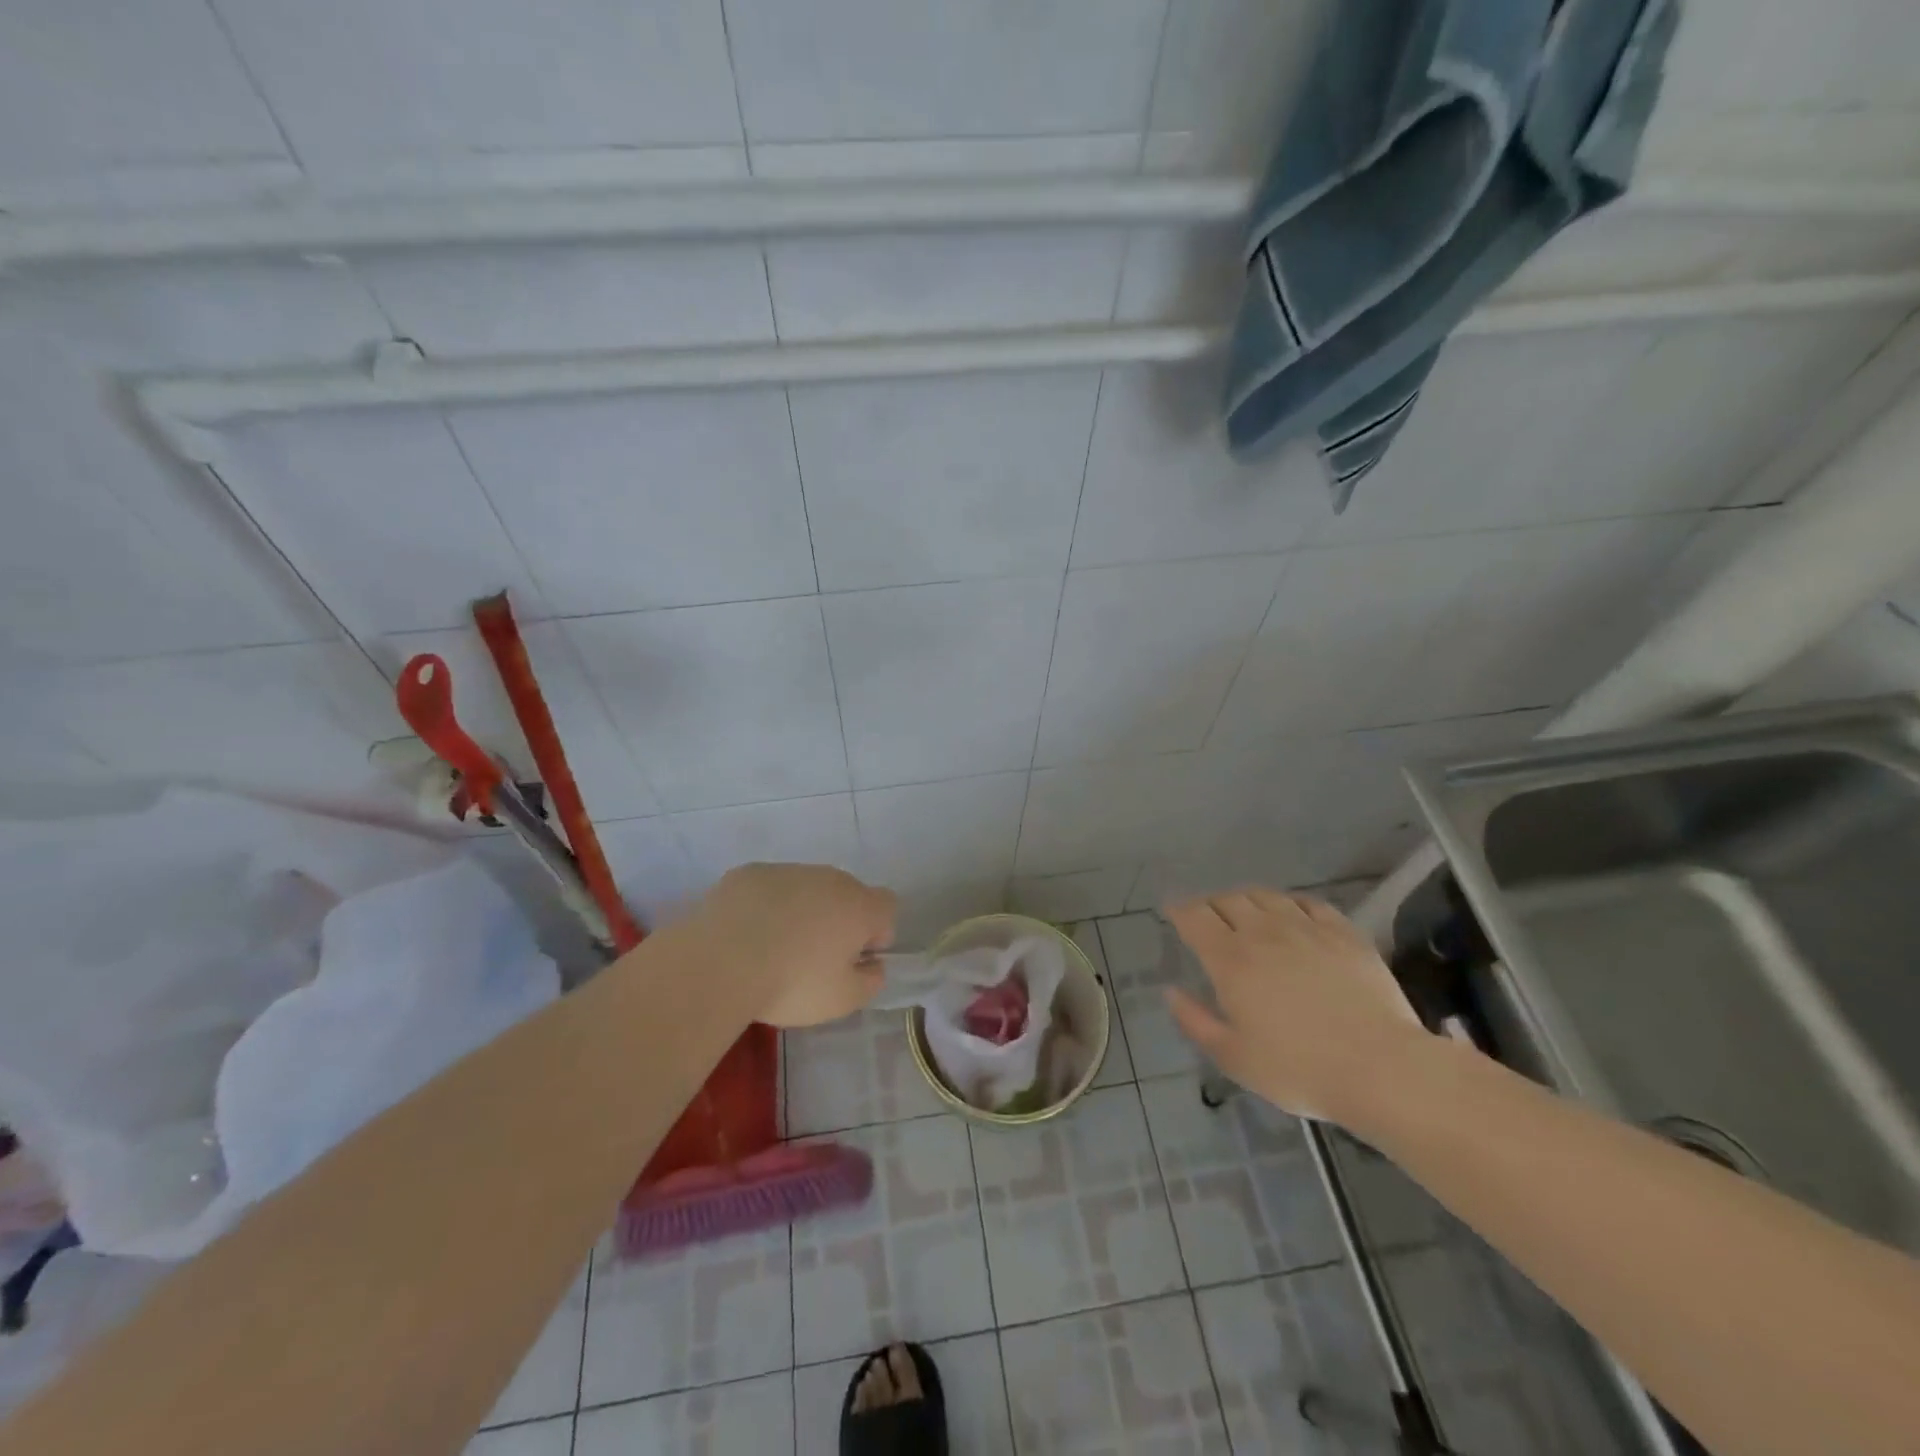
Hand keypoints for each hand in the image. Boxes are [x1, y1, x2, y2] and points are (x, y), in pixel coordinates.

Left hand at [687, 863, 896, 1026]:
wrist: (720, 962)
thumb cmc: (792, 983)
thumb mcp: (843, 1000)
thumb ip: (870, 981)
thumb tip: (873, 965)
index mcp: (859, 906)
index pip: (887, 906)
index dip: (877, 931)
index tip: (856, 958)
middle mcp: (829, 878)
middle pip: (846, 894)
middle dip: (837, 919)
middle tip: (814, 958)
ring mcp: (787, 870)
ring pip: (806, 888)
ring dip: (800, 910)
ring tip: (773, 948)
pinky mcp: (749, 872)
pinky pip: (768, 888)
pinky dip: (764, 906)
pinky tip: (744, 935)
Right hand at [1164, 887, 1425, 1120]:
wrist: (1381, 1068)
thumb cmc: (1298, 1069)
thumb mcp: (1234, 1058)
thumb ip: (1196, 1022)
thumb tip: (1172, 992)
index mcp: (1230, 960)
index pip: (1194, 917)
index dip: (1178, 909)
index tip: (1172, 911)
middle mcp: (1263, 933)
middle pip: (1228, 899)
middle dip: (1210, 904)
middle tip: (1207, 918)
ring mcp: (1307, 929)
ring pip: (1266, 896)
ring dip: (1247, 899)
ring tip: (1245, 912)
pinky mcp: (1344, 933)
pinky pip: (1309, 903)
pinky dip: (1290, 902)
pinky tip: (1292, 913)